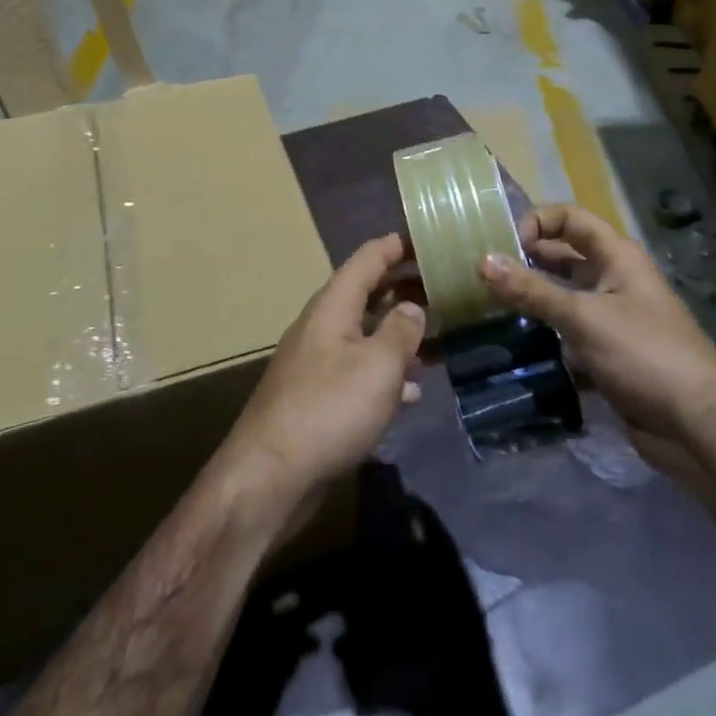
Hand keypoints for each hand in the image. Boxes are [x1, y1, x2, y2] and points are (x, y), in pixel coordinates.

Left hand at [216, 234, 426, 510]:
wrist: (270, 476)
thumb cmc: (329, 409)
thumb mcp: (378, 367)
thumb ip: (401, 332)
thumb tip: (414, 307)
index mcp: (334, 305)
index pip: (369, 257)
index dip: (399, 245)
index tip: (431, 238)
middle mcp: (323, 325)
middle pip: (367, 292)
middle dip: (405, 288)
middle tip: (446, 288)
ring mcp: (317, 361)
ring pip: (366, 333)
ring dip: (399, 332)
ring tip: (439, 336)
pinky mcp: (318, 396)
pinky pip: (359, 370)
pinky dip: (387, 372)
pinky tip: (412, 391)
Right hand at [478, 205, 715, 482]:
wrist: (700, 430)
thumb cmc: (645, 355)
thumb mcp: (583, 317)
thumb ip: (531, 290)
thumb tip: (483, 261)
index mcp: (617, 257)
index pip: (570, 218)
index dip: (537, 222)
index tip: (505, 244)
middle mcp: (615, 279)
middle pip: (563, 257)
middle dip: (526, 261)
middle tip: (483, 275)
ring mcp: (613, 318)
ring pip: (563, 297)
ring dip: (531, 300)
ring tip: (489, 308)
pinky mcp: (609, 354)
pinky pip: (568, 333)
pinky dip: (544, 335)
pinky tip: (515, 344)